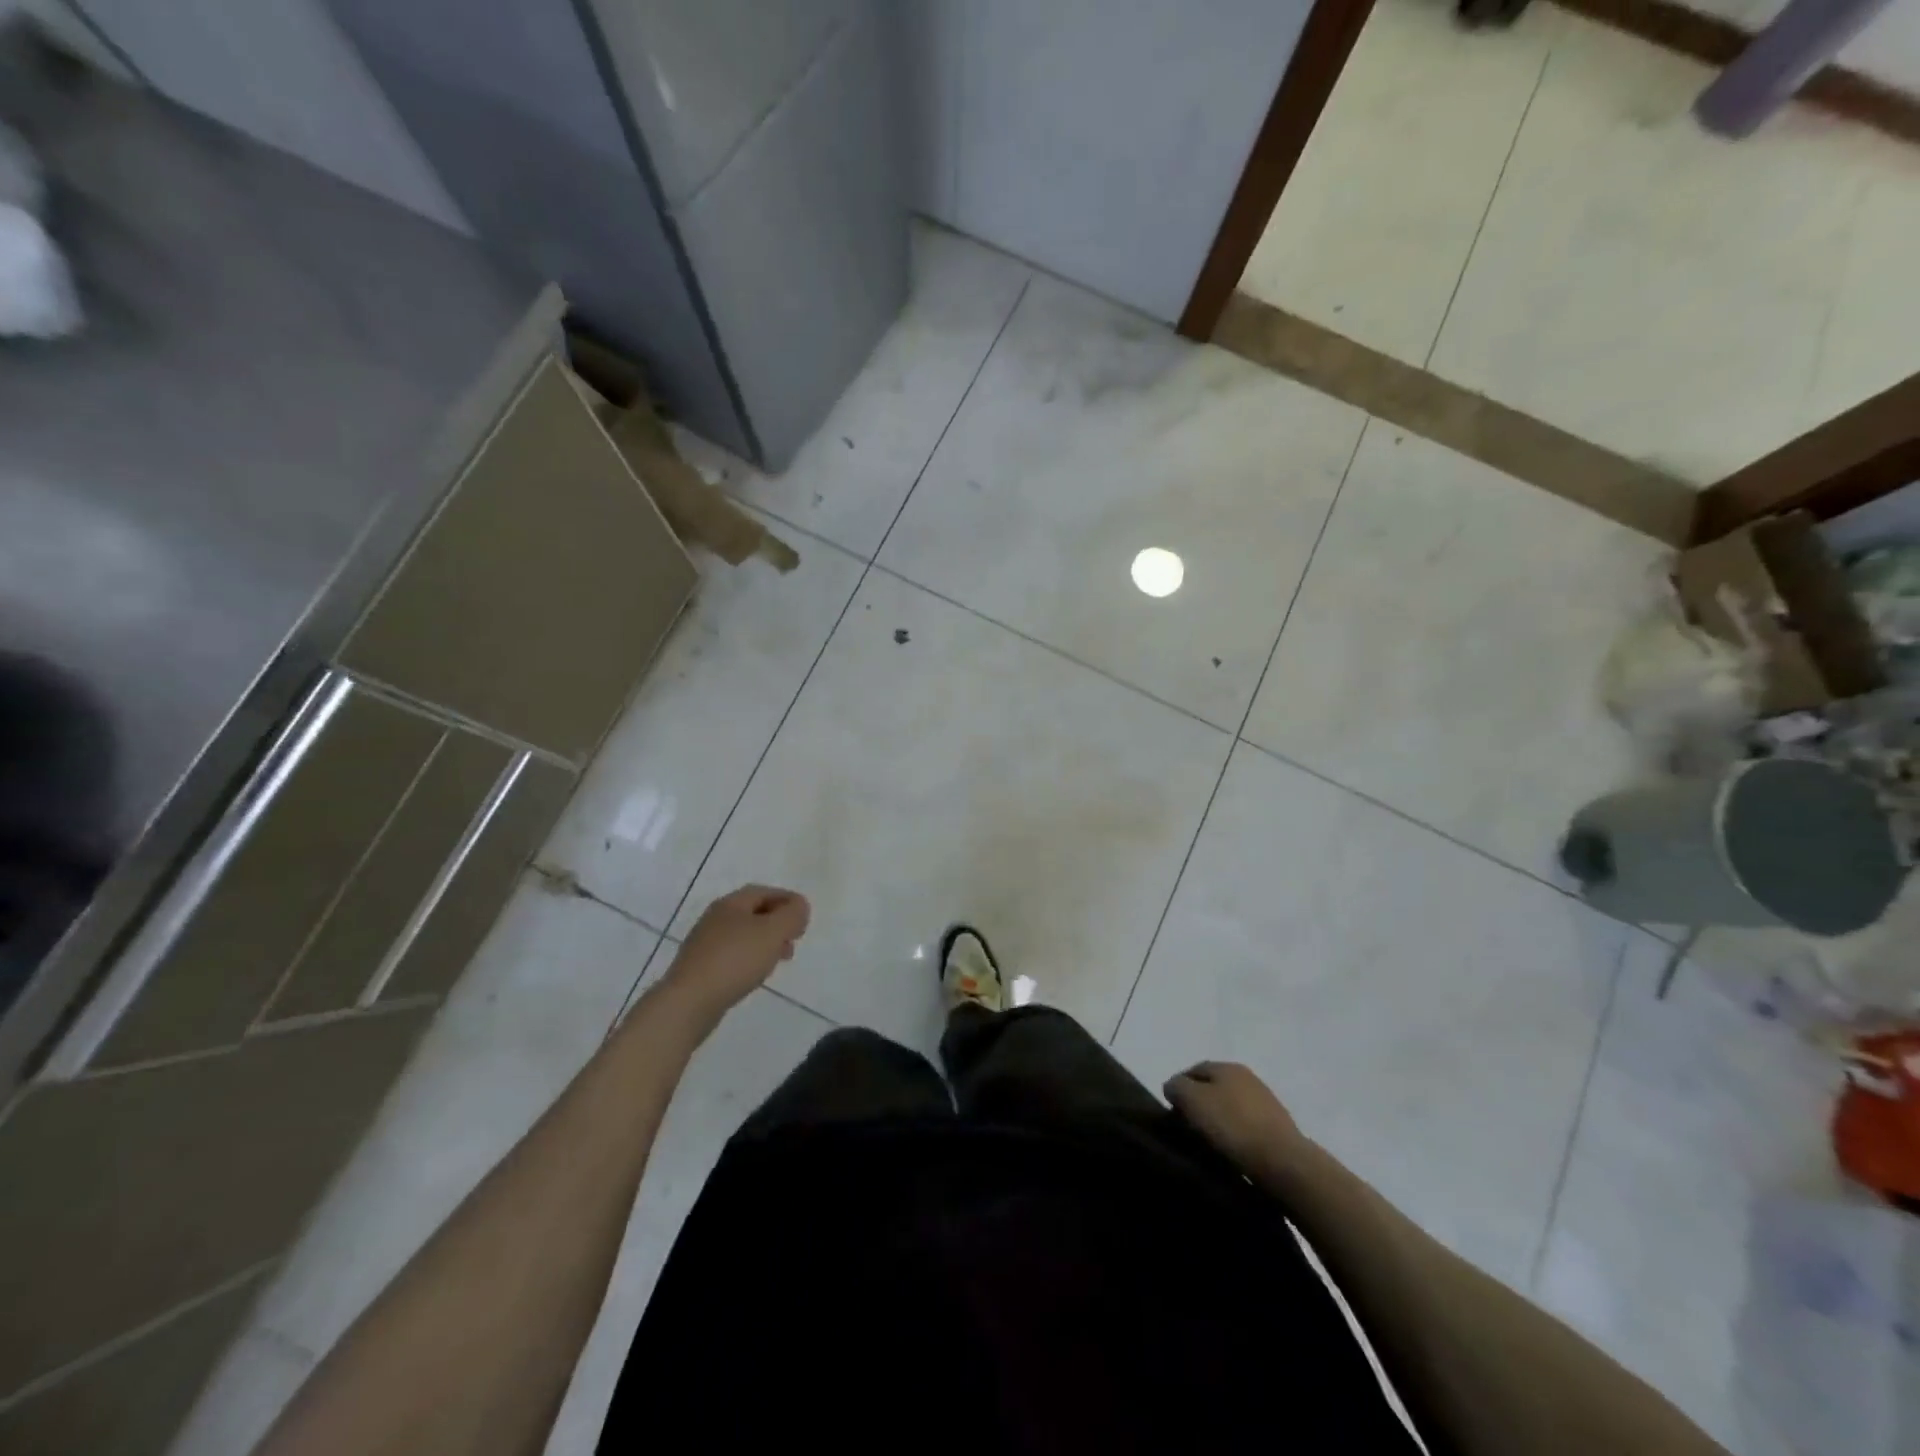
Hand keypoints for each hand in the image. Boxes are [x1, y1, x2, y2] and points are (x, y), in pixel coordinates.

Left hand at [661, 885, 809, 1017]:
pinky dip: (750, 959)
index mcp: (730, 904)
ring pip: (743, 936)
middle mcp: (715, 919)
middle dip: (777, 923)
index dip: (787, 900)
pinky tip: (756, 975)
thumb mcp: (773, 932)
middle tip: (795, 939)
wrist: (689, 1002)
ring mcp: (704, 944)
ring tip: (780, 960)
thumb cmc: (735, 960)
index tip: (804, 917)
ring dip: (766, 943)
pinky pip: (732, 956)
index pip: (763, 892)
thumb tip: (799, 906)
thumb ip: (792, 915)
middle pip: (753, 913)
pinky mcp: (700, 969)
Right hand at [1164, 1061, 1303, 1172]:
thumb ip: (1176, 1086)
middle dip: (1198, 1104)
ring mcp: (1266, 1102)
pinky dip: (1235, 1135)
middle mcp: (1248, 1077)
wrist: (1284, 1163)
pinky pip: (1246, 1127)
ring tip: (1208, 1142)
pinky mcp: (1278, 1128)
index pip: (1193, 1070)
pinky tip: (1231, 1151)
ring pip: (1230, 1107)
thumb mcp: (1192, 1100)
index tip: (1171, 1112)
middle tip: (1187, 1127)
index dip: (1178, 1088)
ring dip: (1218, 1120)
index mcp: (1227, 1066)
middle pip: (1213, 1087)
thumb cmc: (1232, 1126)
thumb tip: (1174, 1087)